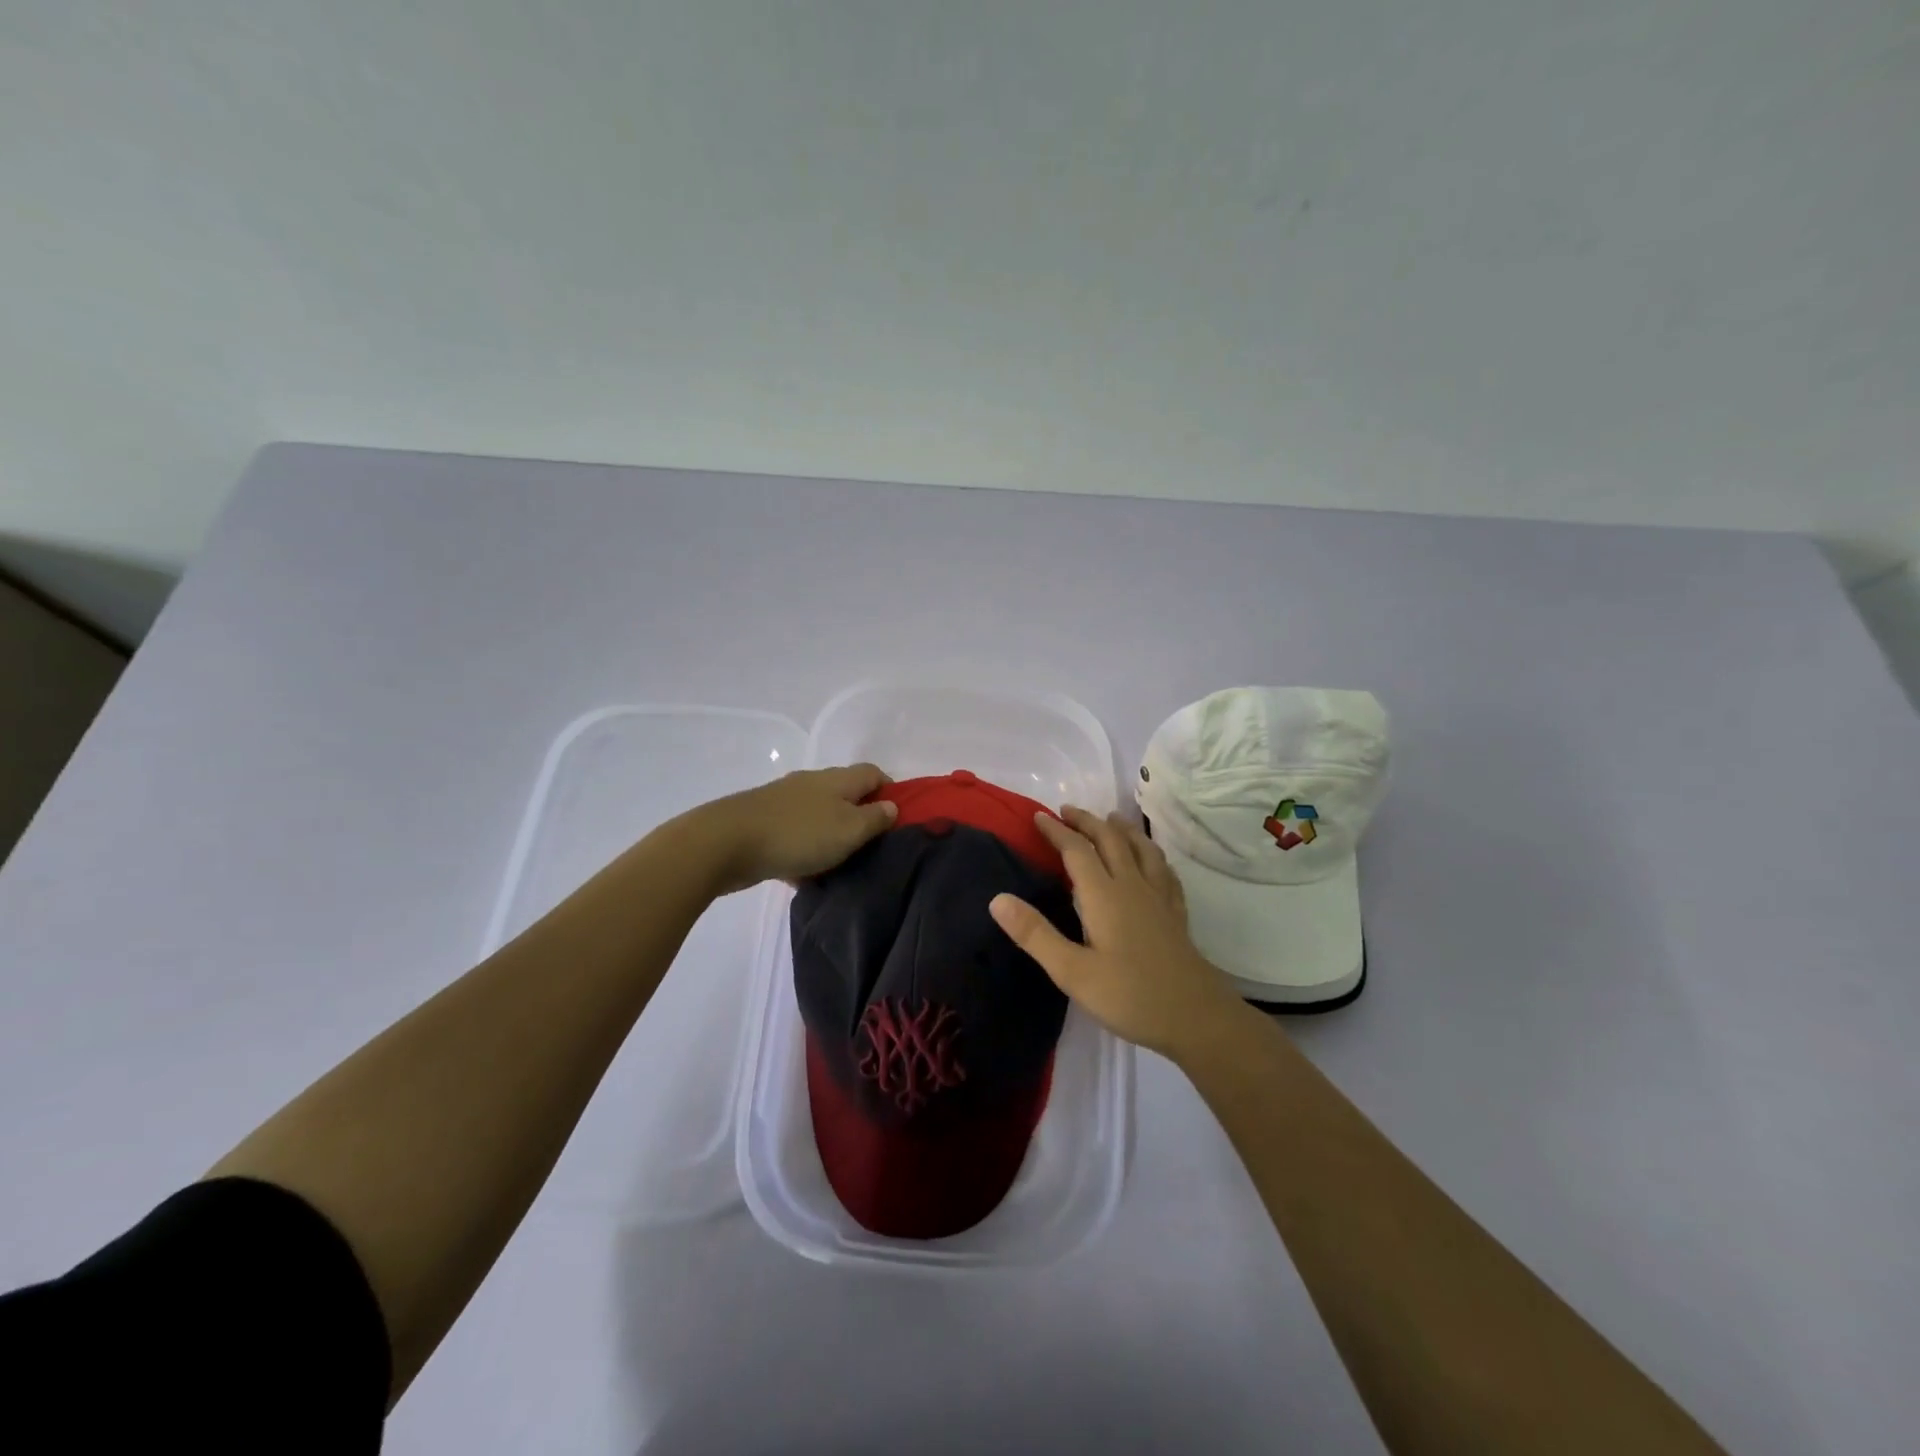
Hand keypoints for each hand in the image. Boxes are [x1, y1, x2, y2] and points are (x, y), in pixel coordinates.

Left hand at [679, 763, 897, 894]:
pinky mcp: (763, 821)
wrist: (726, 842)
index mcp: (838, 779)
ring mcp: (784, 800)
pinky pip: (795, 833)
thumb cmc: (798, 834)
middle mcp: (812, 782)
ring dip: (831, 835)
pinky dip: (805, 849)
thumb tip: (891, 806)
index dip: (890, 791)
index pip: (873, 773)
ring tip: (841, 864)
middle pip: (845, 793)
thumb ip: (875, 819)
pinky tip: (805, 874)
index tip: (897, 819)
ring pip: (819, 815)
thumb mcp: (849, 830)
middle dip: (860, 816)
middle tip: (871, 846)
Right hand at [989, 806, 1244, 1058]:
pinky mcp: (1176, 914)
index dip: (1057, 831)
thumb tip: (997, 899)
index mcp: (1104, 895)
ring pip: (1141, 849)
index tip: (1038, 816)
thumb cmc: (1129, 996)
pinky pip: (1164, 871)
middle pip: (1110, 840)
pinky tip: (1153, 861)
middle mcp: (1133, 886)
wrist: (1196, 1017)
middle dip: (1087, 821)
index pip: (1077, 850)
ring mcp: (1159, 898)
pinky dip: (1152, 855)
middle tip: (1067, 811)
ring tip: (1111, 819)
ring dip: (1122, 829)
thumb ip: (1036, 934)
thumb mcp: (1072, 972)